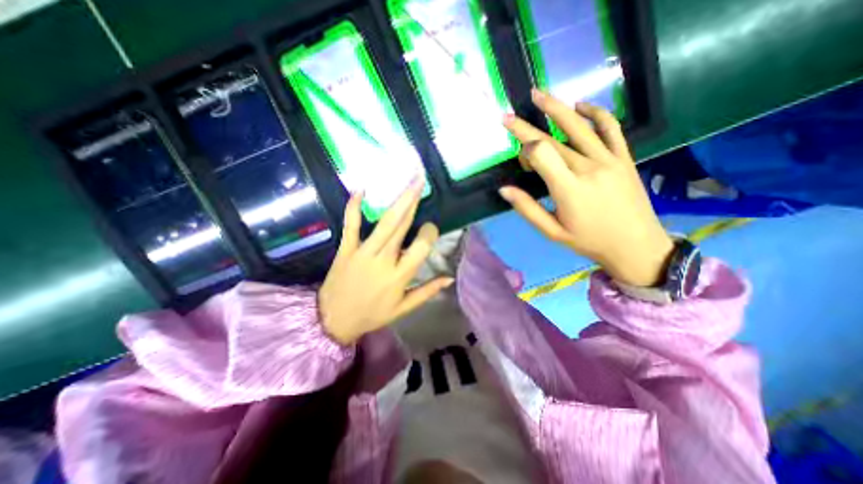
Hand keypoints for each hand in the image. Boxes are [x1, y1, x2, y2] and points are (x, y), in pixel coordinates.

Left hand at [316, 180, 451, 346]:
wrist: (333, 321)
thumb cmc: (372, 315)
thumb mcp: (403, 309)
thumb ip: (427, 291)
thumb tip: (449, 278)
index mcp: (399, 276)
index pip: (421, 247)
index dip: (429, 233)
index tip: (430, 227)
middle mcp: (383, 260)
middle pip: (402, 227)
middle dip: (413, 201)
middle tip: (421, 180)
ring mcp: (363, 252)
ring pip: (384, 223)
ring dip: (398, 201)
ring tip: (408, 182)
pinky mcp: (345, 249)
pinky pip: (351, 225)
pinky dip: (354, 207)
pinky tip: (361, 190)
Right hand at [499, 89, 672, 286]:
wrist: (636, 245)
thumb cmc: (588, 241)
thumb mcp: (552, 231)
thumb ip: (527, 209)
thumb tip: (504, 190)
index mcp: (568, 188)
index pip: (540, 154)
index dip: (524, 151)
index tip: (520, 160)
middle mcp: (588, 167)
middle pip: (552, 140)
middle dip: (526, 127)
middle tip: (507, 116)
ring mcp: (609, 159)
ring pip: (578, 126)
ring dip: (556, 108)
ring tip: (538, 94)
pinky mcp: (624, 157)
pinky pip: (610, 127)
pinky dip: (596, 113)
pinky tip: (581, 106)